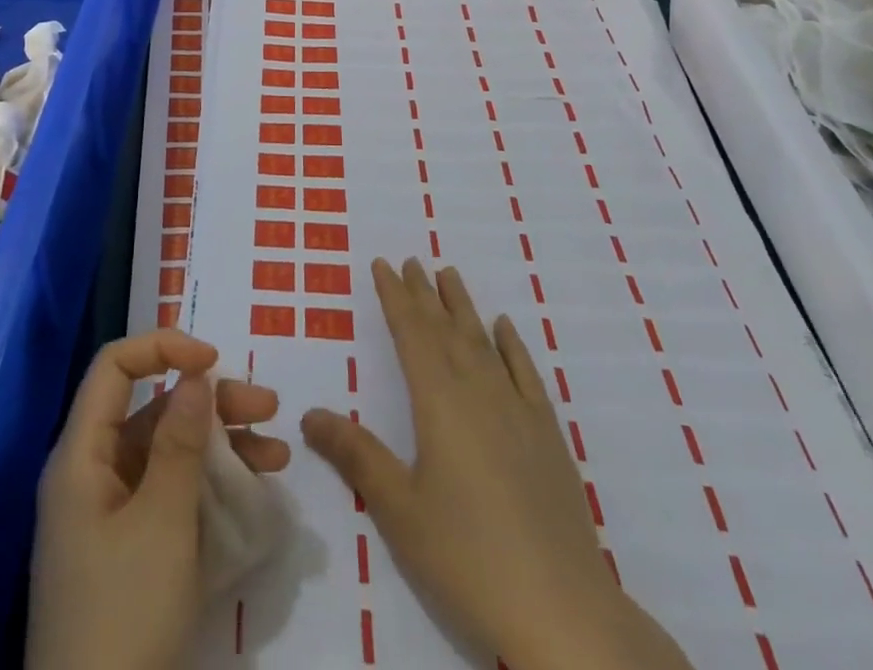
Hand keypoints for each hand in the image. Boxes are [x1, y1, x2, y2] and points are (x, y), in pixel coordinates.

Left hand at [26, 329, 289, 669]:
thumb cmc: (124, 613)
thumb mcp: (162, 521)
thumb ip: (181, 440)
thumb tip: (196, 373)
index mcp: (81, 455)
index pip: (115, 368)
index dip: (162, 348)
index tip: (213, 359)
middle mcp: (92, 475)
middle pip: (151, 410)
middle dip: (210, 402)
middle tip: (268, 408)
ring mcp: (110, 516)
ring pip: (167, 453)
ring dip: (220, 445)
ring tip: (276, 455)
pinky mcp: (129, 552)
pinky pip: (170, 496)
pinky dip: (208, 487)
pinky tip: (250, 493)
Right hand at [301, 259, 691, 669]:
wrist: (563, 611)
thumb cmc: (468, 558)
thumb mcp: (399, 510)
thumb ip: (356, 455)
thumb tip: (309, 414)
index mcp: (439, 403)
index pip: (412, 334)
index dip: (396, 297)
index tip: (384, 264)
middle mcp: (478, 392)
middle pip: (446, 330)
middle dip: (425, 294)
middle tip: (411, 260)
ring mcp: (517, 411)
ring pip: (483, 342)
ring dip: (463, 307)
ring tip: (449, 274)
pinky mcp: (547, 436)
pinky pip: (525, 373)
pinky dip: (511, 345)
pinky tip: (503, 328)